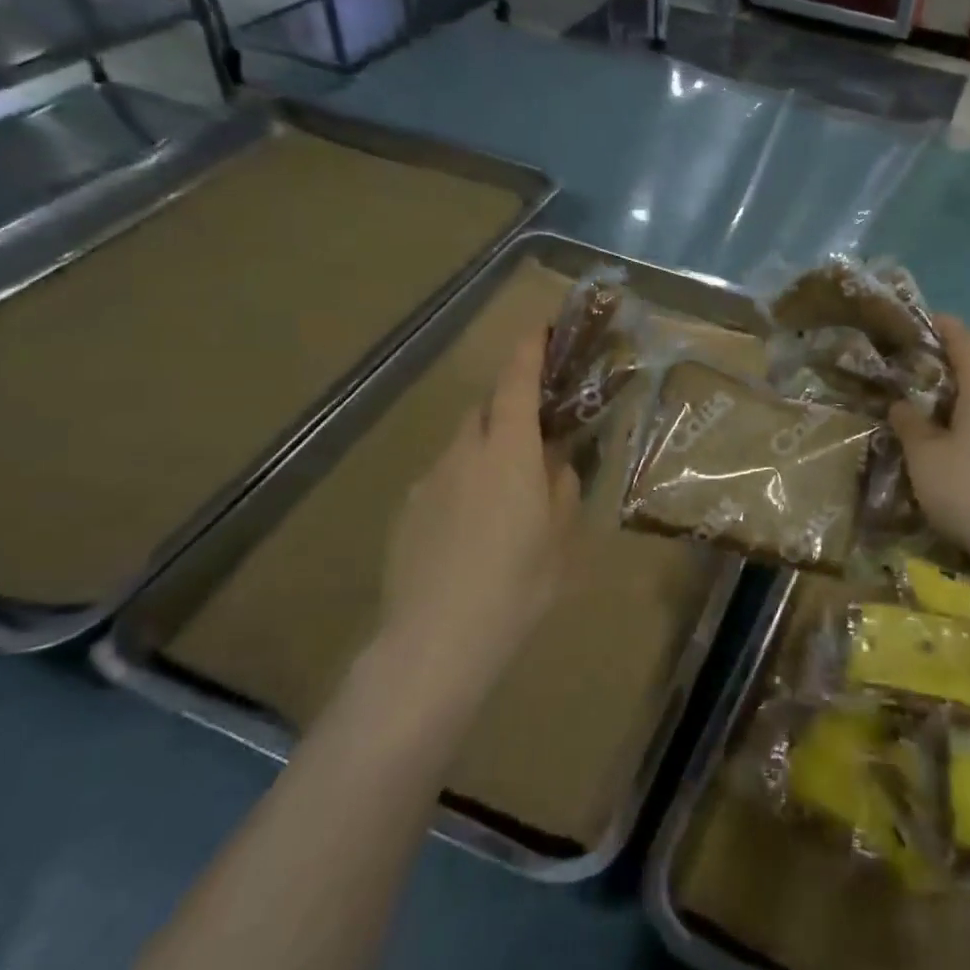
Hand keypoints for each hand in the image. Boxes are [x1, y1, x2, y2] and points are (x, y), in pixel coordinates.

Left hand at [375, 327, 581, 690]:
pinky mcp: (407, 510)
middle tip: (534, 435)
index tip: (539, 328)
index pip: (515, 382)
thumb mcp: (562, 537)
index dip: (528, 350)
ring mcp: (429, 480)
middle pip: (484, 409)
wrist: (436, 641)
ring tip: (505, 496)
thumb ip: (562, 487)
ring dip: (486, 450)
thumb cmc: (517, 585)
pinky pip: (443, 478)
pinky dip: (463, 483)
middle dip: (508, 407)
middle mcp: (463, 452)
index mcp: (509, 451)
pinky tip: (472, 529)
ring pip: (462, 445)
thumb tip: (556, 462)